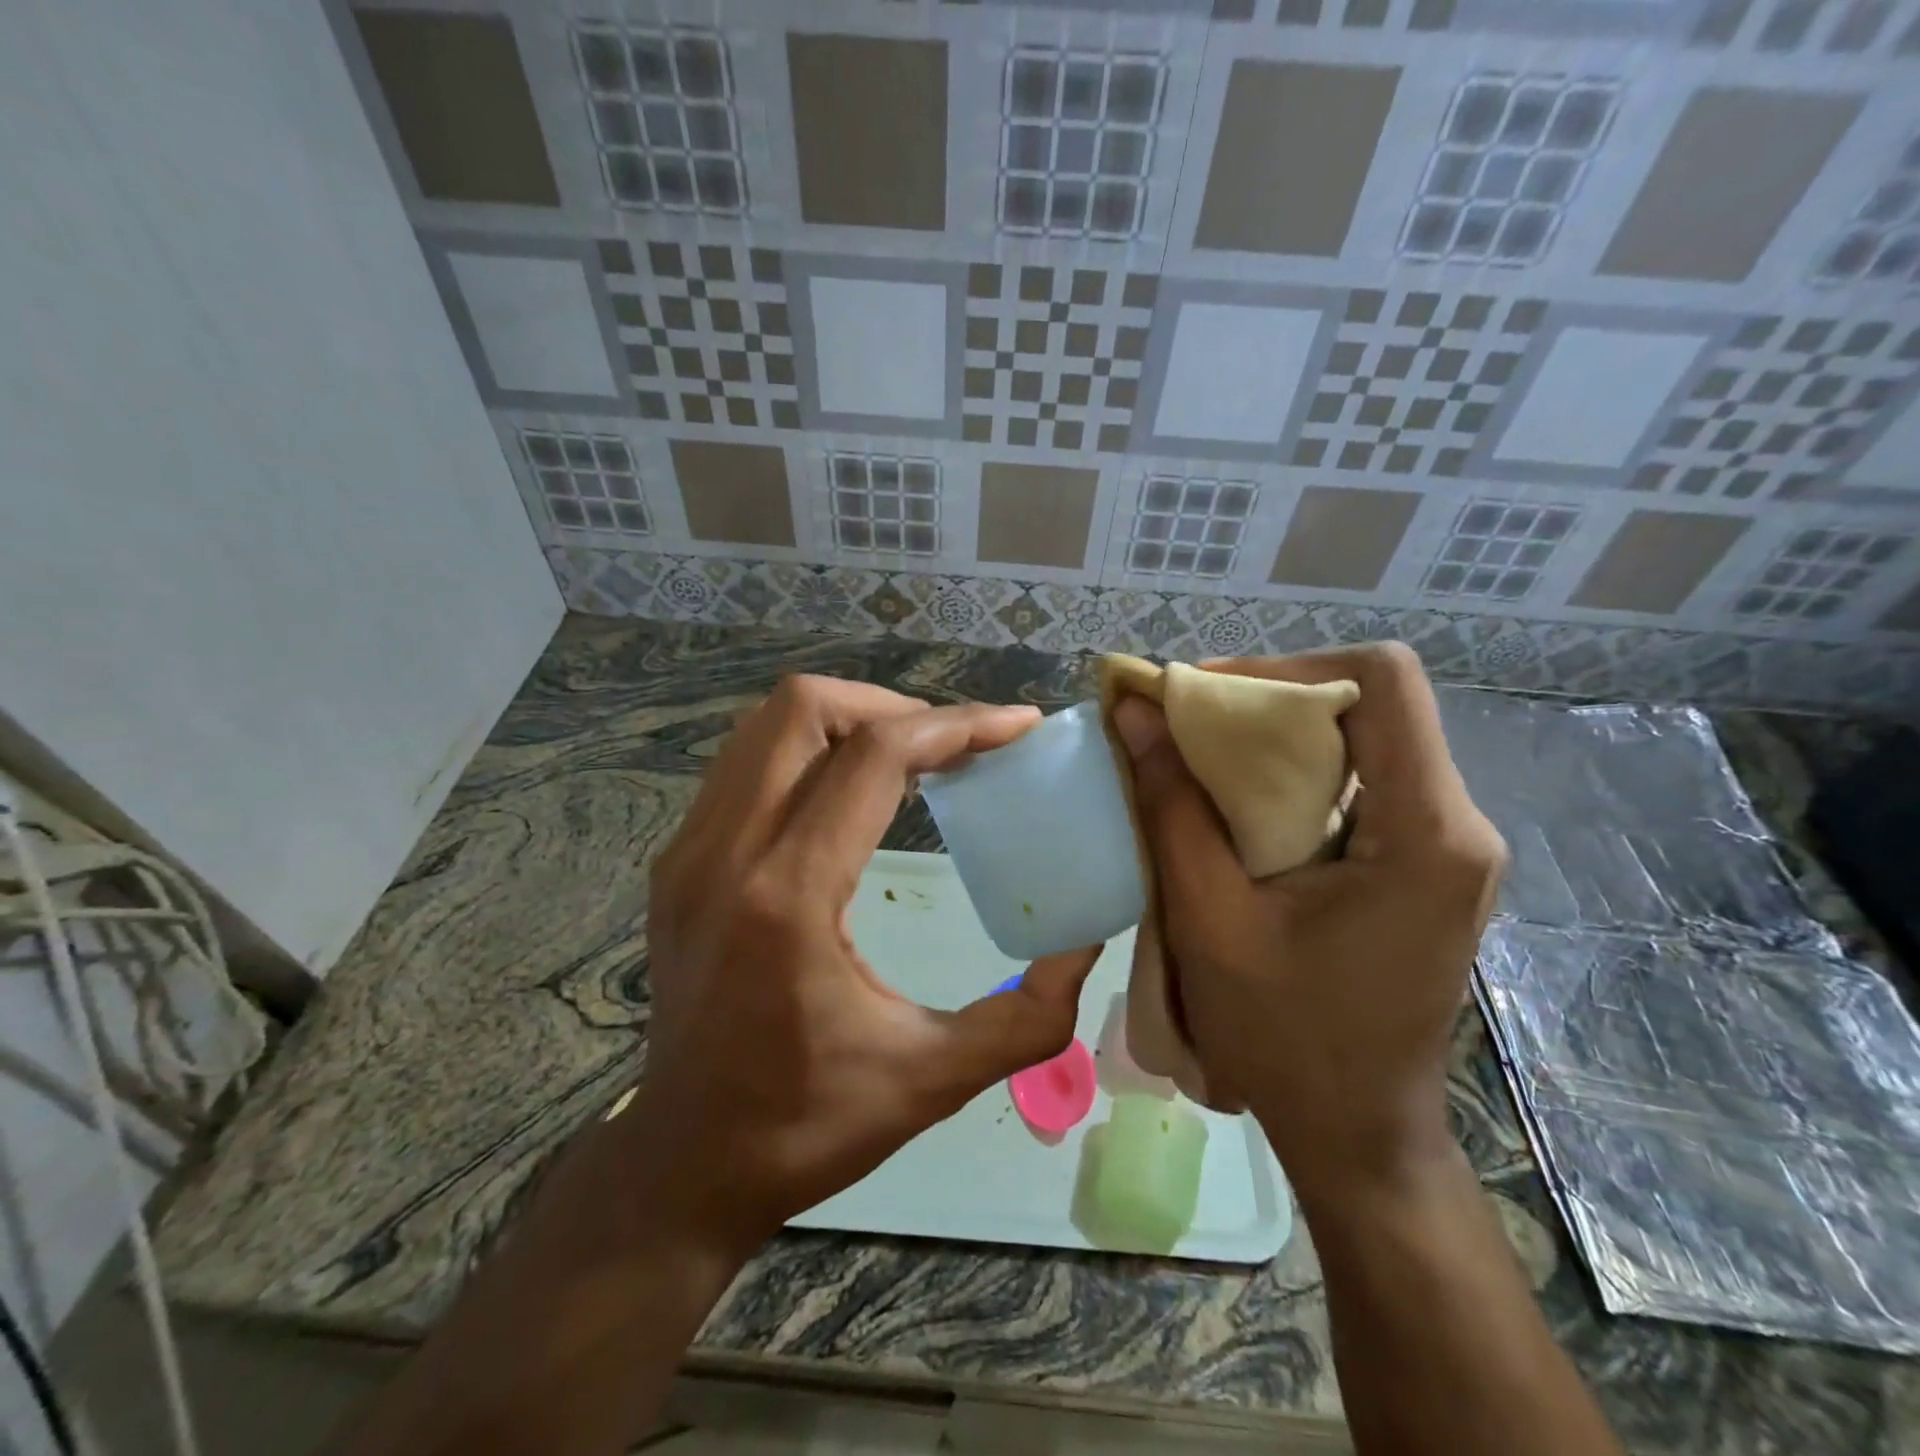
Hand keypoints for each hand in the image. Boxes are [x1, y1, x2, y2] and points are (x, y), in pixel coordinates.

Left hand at [631, 676, 1098, 1250]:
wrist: (684, 1163)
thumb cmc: (807, 1125)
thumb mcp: (935, 1078)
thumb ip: (1030, 1014)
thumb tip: (1086, 944)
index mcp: (788, 898)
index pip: (873, 758)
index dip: (954, 725)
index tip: (1014, 726)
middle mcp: (724, 854)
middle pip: (802, 709)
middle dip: (892, 706)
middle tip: (952, 744)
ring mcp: (688, 852)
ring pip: (765, 726)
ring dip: (847, 721)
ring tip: (910, 756)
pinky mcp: (677, 862)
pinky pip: (745, 764)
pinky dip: (807, 752)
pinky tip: (850, 793)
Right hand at [1111, 643, 1504, 1202]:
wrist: (1358, 1134)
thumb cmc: (1285, 1039)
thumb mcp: (1210, 919)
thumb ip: (1171, 806)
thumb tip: (1133, 711)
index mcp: (1428, 833)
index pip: (1382, 680)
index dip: (1285, 668)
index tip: (1203, 699)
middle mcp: (1458, 824)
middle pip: (1371, 703)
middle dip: (1269, 700)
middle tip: (1185, 726)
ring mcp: (1448, 845)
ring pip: (1364, 739)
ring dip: (1276, 738)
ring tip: (1199, 761)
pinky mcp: (1425, 865)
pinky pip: (1361, 783)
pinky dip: (1292, 775)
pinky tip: (1237, 808)